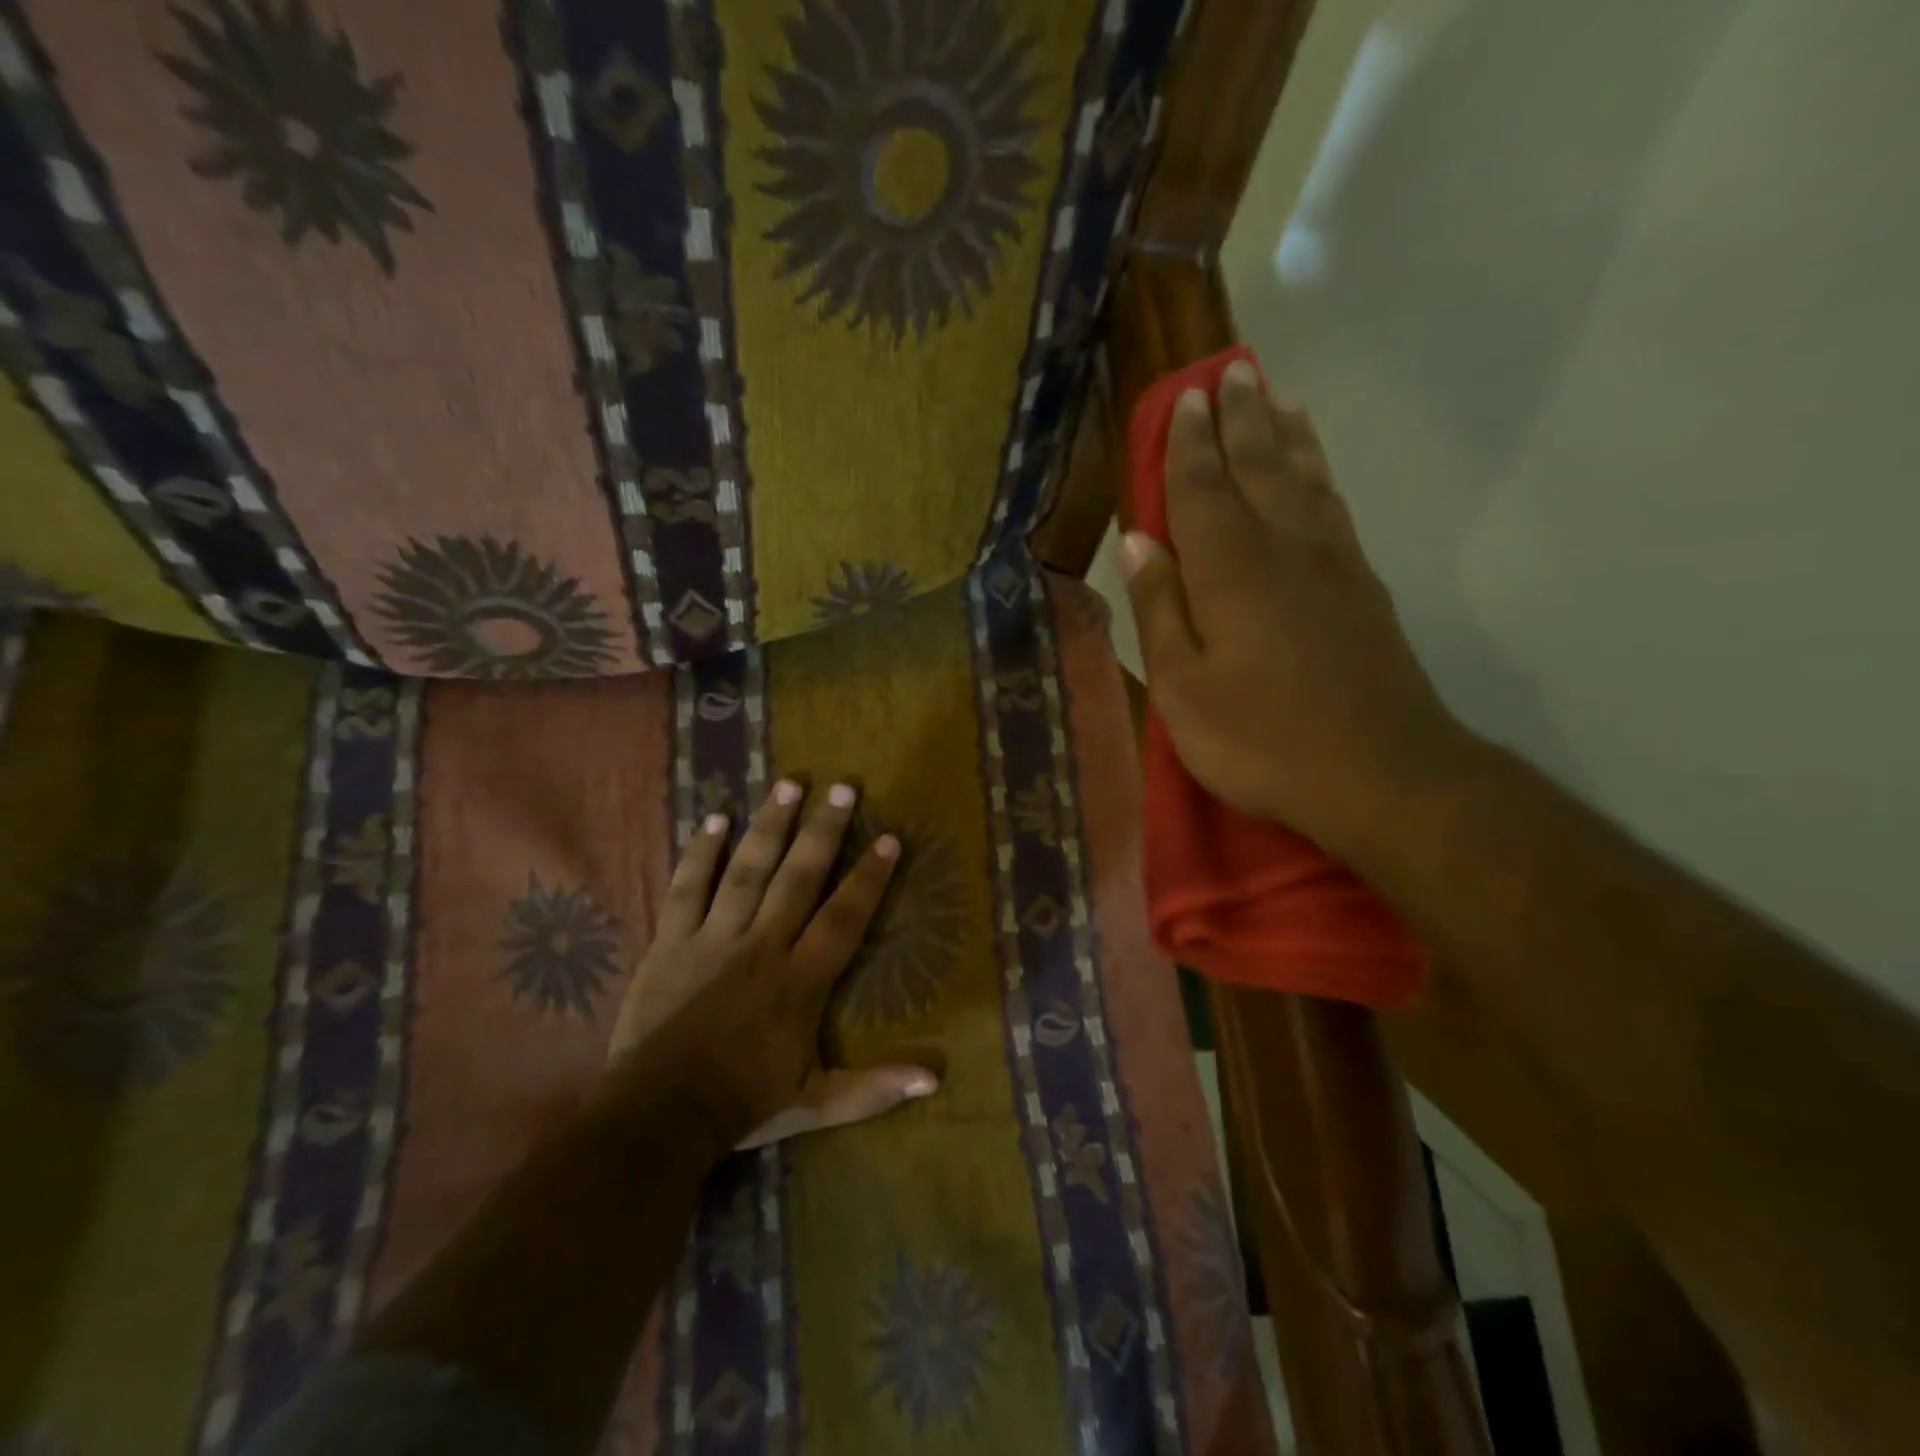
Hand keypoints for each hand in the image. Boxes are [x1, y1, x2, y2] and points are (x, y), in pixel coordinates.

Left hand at [604, 779, 936, 1148]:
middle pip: (799, 877)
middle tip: (843, 787)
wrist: (657, 1117)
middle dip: (824, 830)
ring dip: (770, 825)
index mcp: (800, 980)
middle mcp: (762, 946)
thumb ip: (873, 1088)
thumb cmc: (742, 1105)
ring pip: (747, 870)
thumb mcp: (816, 1104)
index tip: (889, 839)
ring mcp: (713, 938)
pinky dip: (701, 853)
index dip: (869, 877)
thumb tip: (934, 1078)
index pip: (844, 917)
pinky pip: (687, 888)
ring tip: (789, 783)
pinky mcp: (671, 941)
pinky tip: (716, 818)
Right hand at [1119, 358, 1469, 856]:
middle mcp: (1284, 548)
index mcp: (1230, 571)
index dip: (1189, 445)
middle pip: (1259, 467)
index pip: (1201, 490)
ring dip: (1285, 434)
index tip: (1186, 399)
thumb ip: (1160, 610)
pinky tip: (1313, 468)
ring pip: (1304, 478)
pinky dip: (1319, 472)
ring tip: (1275, 396)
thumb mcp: (1183, 689)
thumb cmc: (1261, 740)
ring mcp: (1333, 564)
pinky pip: (1335, 506)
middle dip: (1240, 420)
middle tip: (1232, 373)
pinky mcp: (1363, 587)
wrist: (1380, 774)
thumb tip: (1137, 543)